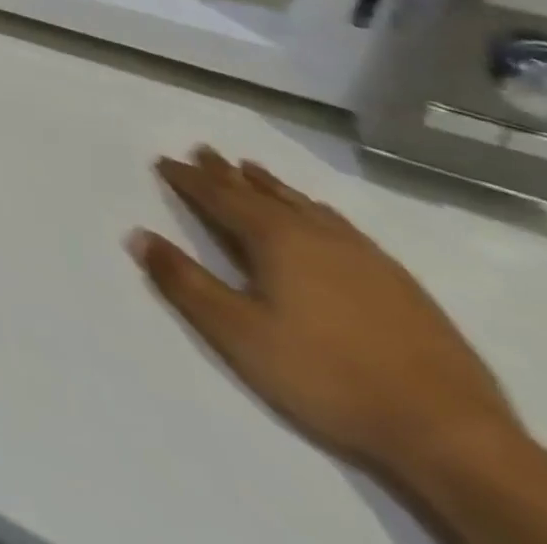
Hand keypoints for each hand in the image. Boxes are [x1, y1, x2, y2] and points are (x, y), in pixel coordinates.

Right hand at [131, 148, 525, 488]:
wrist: (451, 437)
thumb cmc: (326, 376)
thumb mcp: (237, 333)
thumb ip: (183, 281)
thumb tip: (136, 234)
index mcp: (275, 240)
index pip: (219, 197)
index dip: (188, 178)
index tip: (163, 161)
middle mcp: (316, 235)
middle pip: (261, 193)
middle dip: (226, 172)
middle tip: (202, 149)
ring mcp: (365, 258)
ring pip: (304, 206)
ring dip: (271, 186)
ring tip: (252, 169)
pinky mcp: (400, 284)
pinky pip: (342, 227)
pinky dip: (316, 210)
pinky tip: (320, 216)